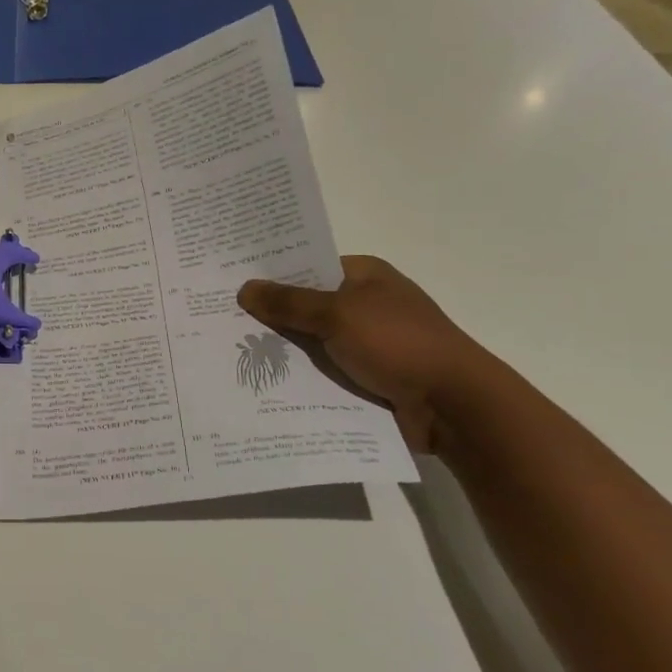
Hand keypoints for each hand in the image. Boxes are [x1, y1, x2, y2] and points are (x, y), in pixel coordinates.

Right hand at [237, 256, 494, 452]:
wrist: (452, 405)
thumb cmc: (398, 343)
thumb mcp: (338, 314)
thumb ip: (289, 302)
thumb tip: (245, 289)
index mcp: (365, 276)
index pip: (309, 265)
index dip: (272, 273)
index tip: (231, 281)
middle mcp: (364, 305)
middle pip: (306, 305)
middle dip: (269, 314)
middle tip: (218, 318)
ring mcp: (366, 343)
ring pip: (310, 341)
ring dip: (281, 350)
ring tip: (227, 352)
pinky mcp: (365, 377)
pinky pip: (321, 372)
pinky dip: (298, 377)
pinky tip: (260, 382)